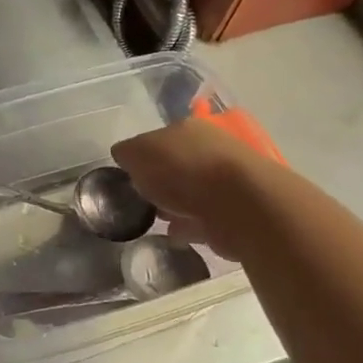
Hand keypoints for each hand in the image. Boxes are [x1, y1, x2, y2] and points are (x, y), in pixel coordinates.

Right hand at [112, 118, 258, 261]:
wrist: (238, 205)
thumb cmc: (182, 169)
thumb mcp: (137, 153)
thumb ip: (127, 153)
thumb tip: (124, 156)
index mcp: (188, 127)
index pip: (159, 137)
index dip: (142, 156)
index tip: (130, 176)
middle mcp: (212, 147)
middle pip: (177, 164)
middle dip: (161, 181)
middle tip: (143, 199)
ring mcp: (227, 180)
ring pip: (192, 191)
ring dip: (176, 204)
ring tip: (158, 221)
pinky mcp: (236, 211)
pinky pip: (204, 217)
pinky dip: (190, 225)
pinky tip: (176, 235)